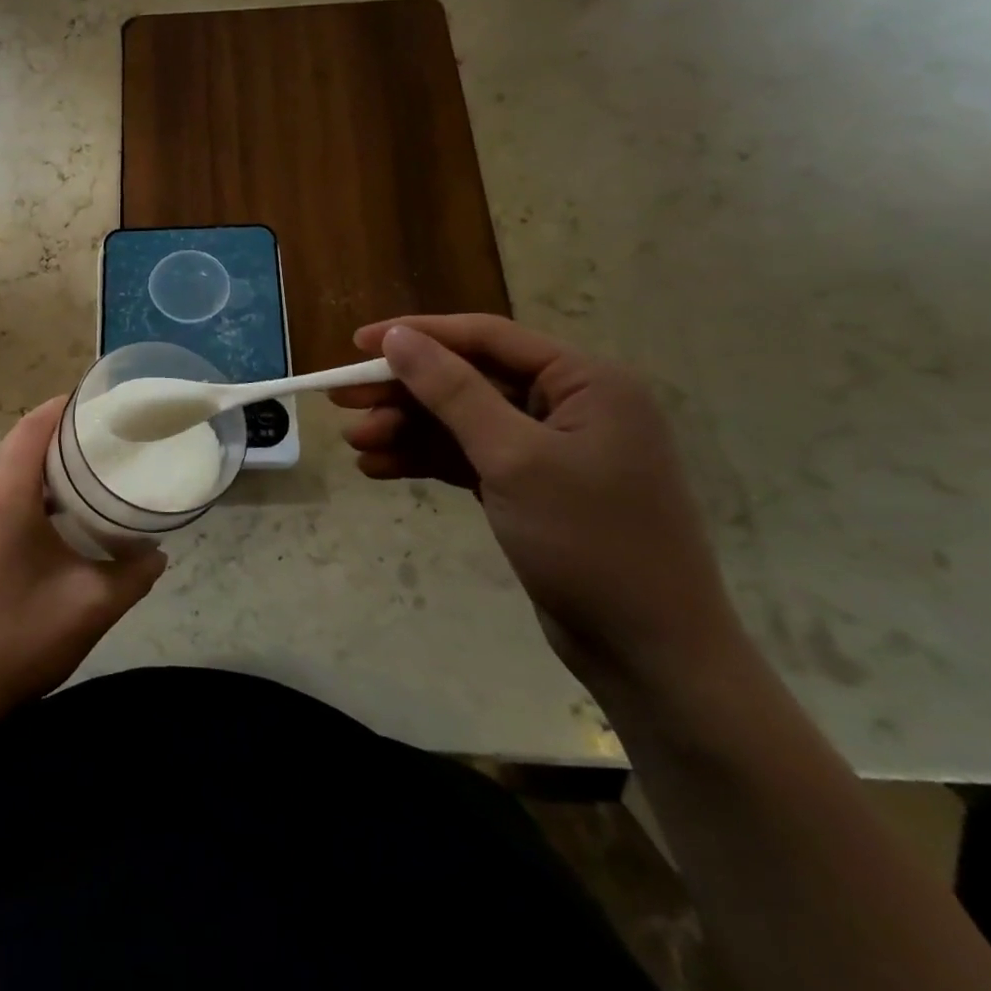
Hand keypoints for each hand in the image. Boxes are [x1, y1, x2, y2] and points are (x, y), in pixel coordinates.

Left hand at [0, 396, 166, 723]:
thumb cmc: (21, 638)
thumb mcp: (93, 605)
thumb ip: (135, 572)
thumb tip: (159, 551)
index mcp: (7, 495)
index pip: (34, 426)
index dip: (66, 405)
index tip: (105, 402)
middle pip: (19, 437)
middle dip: (59, 426)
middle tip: (106, 432)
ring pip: (7, 461)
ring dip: (42, 453)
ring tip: (90, 460)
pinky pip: (0, 485)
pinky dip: (30, 478)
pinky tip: (63, 506)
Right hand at [333, 314, 744, 692]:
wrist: (649, 654)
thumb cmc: (590, 542)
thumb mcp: (513, 457)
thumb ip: (453, 391)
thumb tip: (398, 337)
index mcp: (585, 382)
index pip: (486, 338)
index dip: (418, 335)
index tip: (357, 343)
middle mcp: (569, 405)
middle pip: (467, 380)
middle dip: (404, 392)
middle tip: (341, 401)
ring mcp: (550, 449)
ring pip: (461, 422)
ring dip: (407, 430)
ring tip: (356, 444)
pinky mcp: (531, 487)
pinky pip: (468, 458)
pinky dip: (426, 460)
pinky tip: (380, 469)